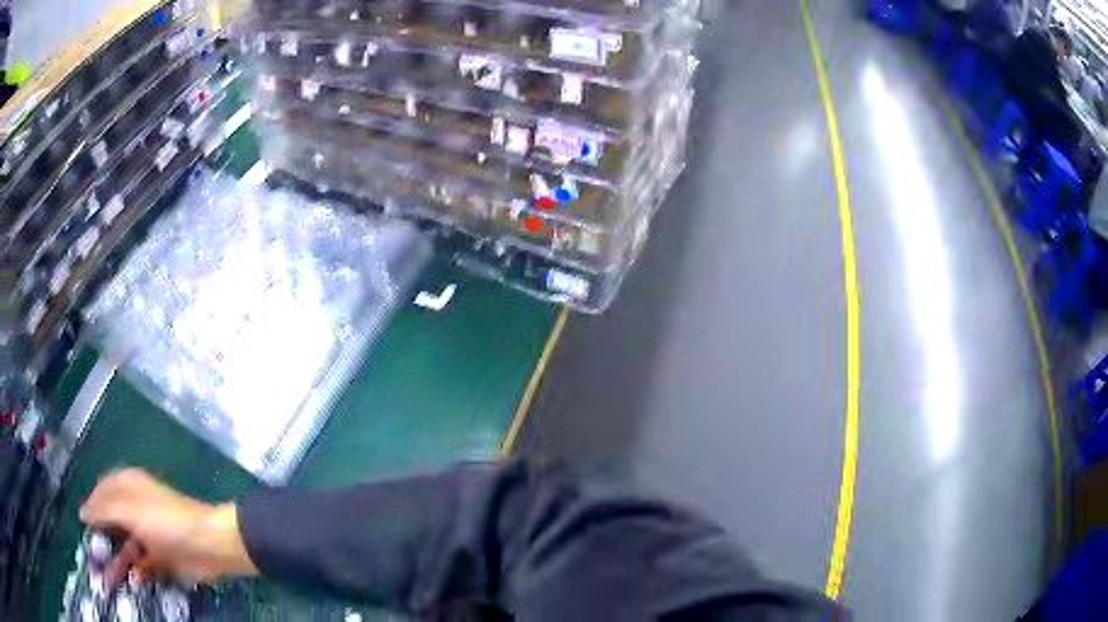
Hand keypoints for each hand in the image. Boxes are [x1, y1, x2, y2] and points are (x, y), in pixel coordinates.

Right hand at [80, 468, 258, 584]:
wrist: (210, 545)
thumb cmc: (165, 521)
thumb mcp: (129, 510)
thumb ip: (103, 510)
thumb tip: (82, 512)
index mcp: (127, 486)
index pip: (101, 492)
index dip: (90, 507)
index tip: (81, 525)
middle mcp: (135, 507)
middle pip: (111, 522)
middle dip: (101, 540)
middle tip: (92, 558)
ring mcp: (149, 533)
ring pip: (126, 547)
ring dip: (117, 562)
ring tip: (106, 580)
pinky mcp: (162, 556)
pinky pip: (144, 564)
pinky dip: (137, 572)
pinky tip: (134, 580)